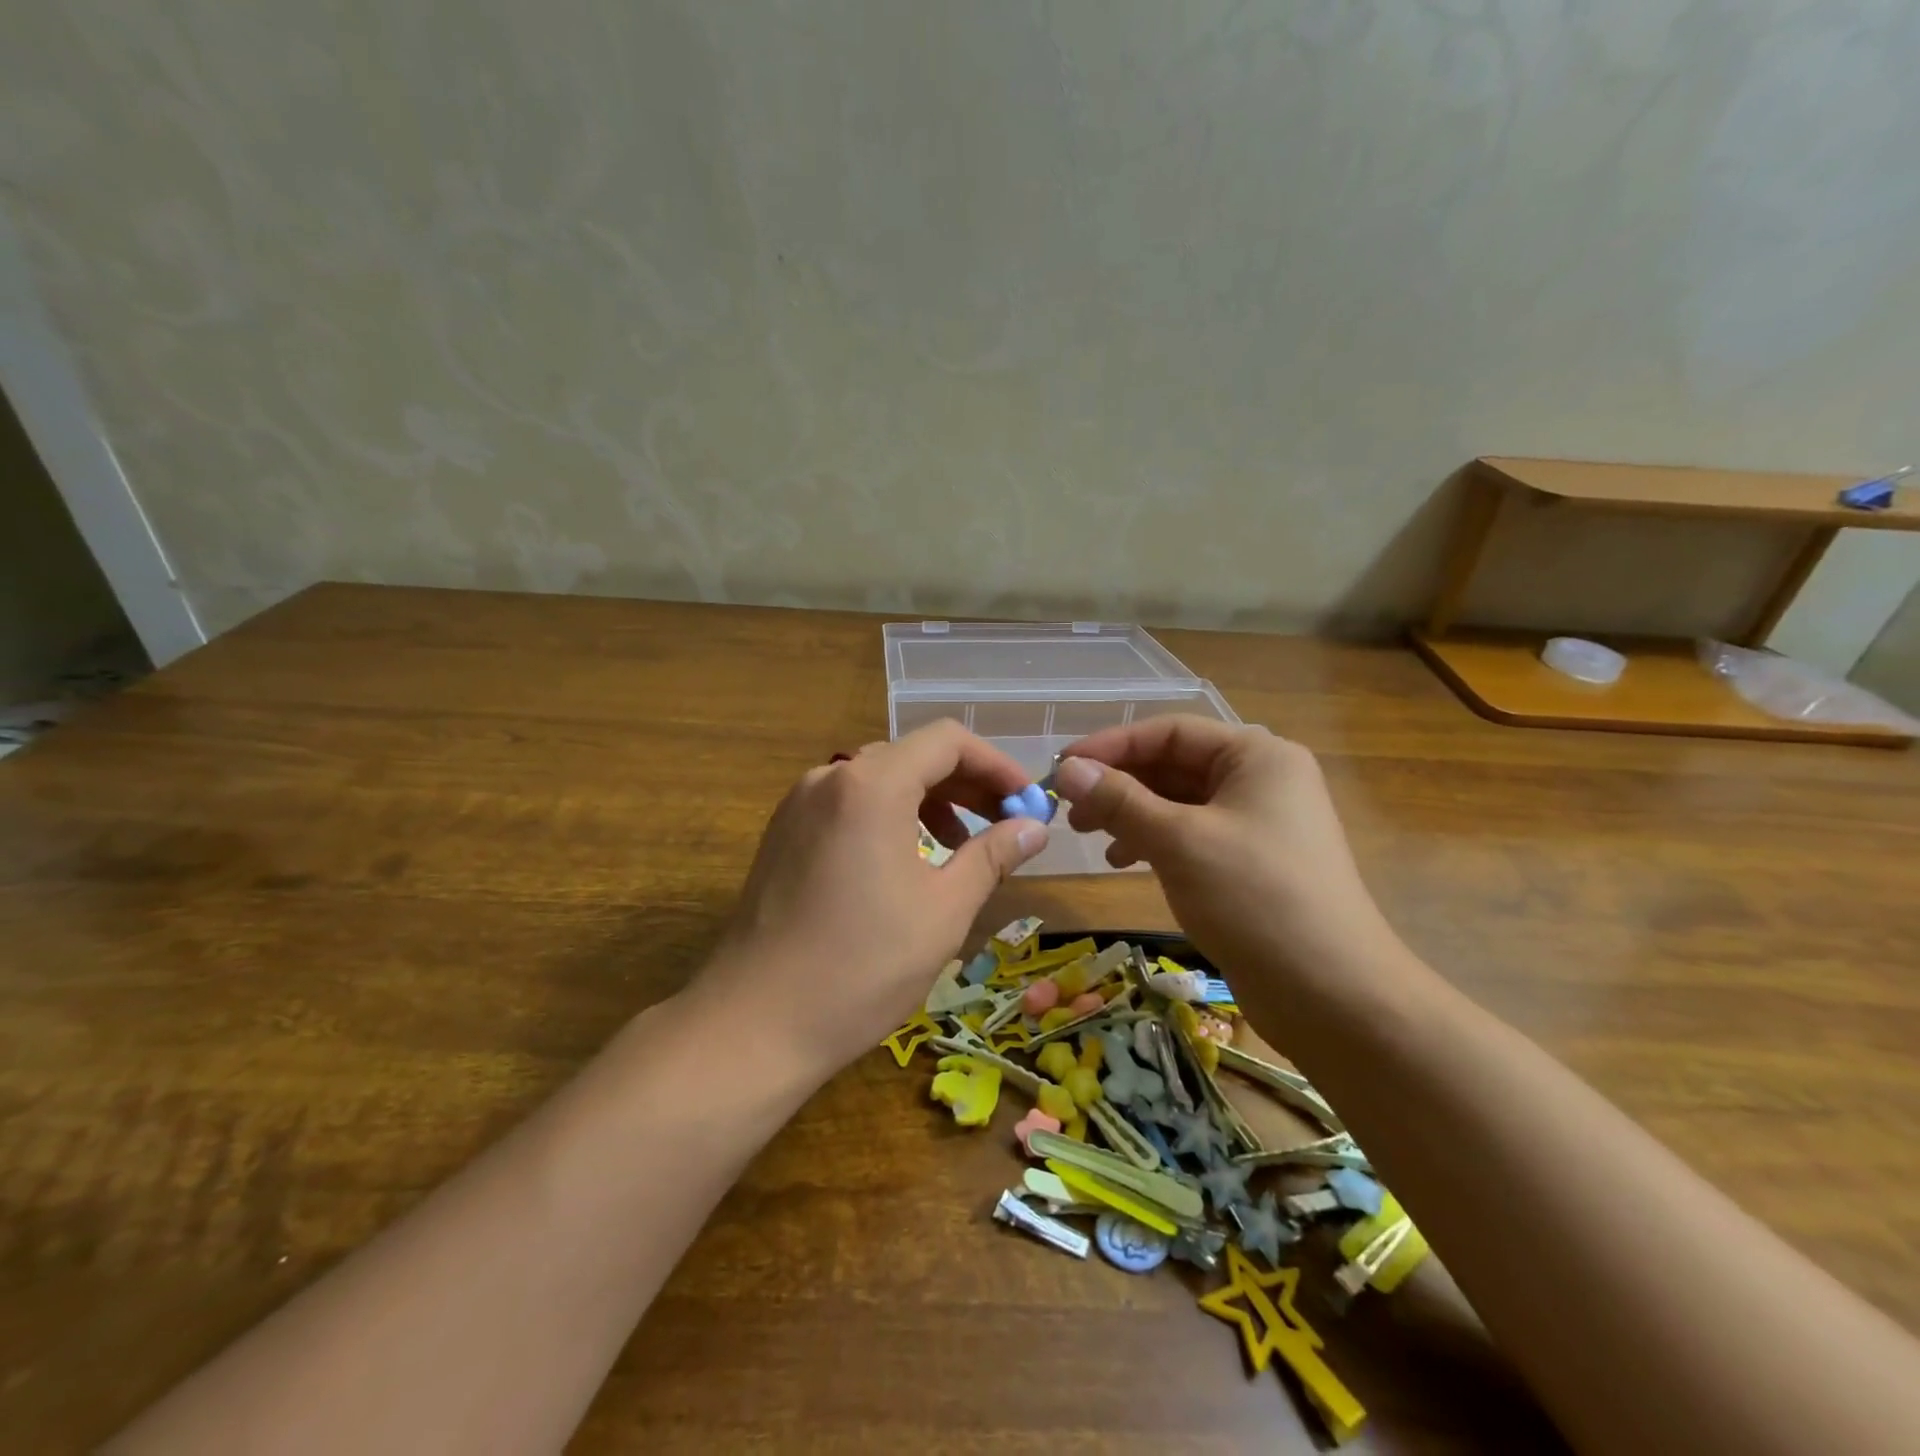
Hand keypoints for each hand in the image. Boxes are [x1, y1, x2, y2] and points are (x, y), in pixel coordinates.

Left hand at [694, 722, 1048, 1075]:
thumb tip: (1034, 828)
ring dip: (930, 801)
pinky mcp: (783, 833)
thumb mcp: (944, 910)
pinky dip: (890, 817)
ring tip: (961, 846)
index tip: (1028, 802)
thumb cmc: (862, 966)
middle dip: (966, 784)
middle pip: (913, 756)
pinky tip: (907, 861)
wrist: (754, 1023)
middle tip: (1006, 824)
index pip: (948, 741)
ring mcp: (799, 804)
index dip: (996, 765)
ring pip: (880, 779)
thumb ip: (992, 855)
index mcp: (872, 785)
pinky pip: (849, 804)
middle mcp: (830, 777)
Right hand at [1052, 716, 1403, 1011]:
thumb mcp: (1179, 841)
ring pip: (1179, 803)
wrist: (1332, 994)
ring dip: (1131, 814)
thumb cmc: (1254, 898)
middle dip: (1119, 784)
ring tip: (1090, 837)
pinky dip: (1154, 842)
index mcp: (1256, 756)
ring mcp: (1258, 823)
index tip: (1061, 767)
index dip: (1111, 746)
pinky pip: (1191, 835)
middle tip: (1069, 810)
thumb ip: (1120, 800)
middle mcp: (1260, 780)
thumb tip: (1067, 770)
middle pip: (1174, 765)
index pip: (1170, 732)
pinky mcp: (1251, 863)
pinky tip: (1124, 862)